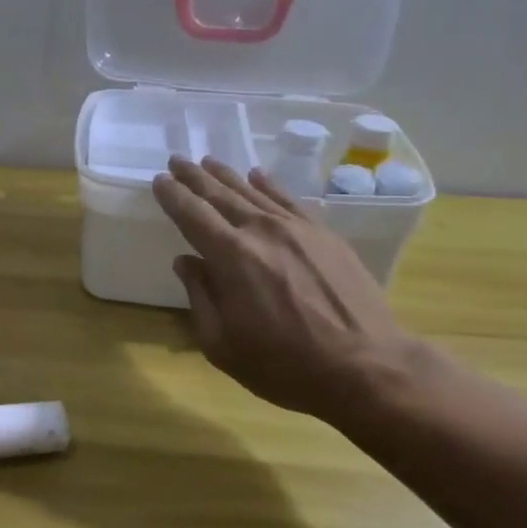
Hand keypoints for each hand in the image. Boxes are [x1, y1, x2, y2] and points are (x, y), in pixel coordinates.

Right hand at [151, 157, 416, 419]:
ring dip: (227, 175)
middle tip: (177, 160)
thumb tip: (185, 262)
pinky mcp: (324, 235)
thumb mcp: (223, 345)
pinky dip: (269, 185)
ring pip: (253, 191)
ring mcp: (297, 229)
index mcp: (231, 257)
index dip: (172, 195)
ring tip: (208, 162)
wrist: (367, 367)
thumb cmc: (286, 366)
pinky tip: (257, 175)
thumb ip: (200, 297)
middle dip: (194, 177)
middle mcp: (261, 231)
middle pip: (220, 195)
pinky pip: (289, 199)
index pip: (192, 214)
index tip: (159, 181)